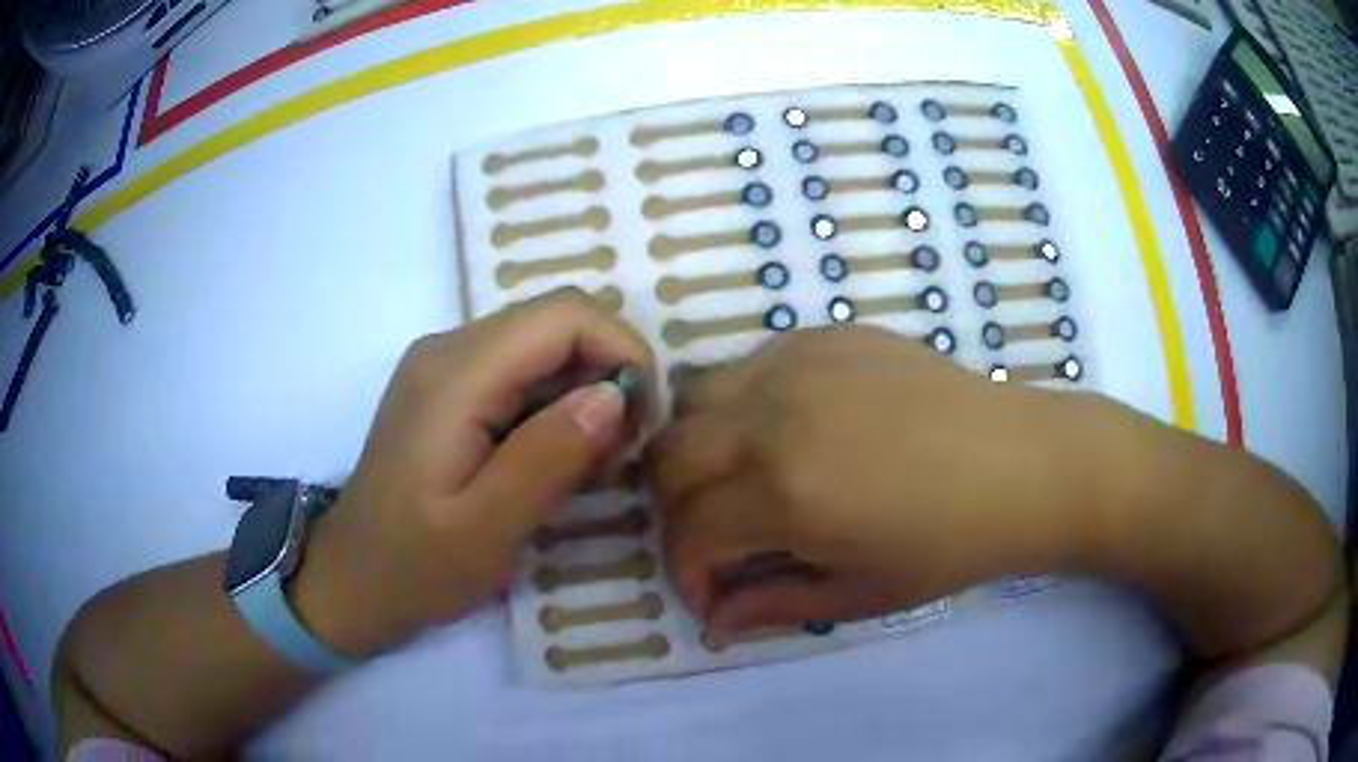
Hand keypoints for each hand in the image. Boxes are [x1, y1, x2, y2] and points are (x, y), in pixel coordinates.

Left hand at [295, 289, 654, 656]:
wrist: (352, 580)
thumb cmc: (415, 566)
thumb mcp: (487, 530)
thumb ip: (549, 457)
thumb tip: (614, 394)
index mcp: (454, 374)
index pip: (564, 315)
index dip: (622, 351)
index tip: (641, 422)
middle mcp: (449, 349)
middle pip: (557, 322)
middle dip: (608, 374)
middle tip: (617, 453)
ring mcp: (445, 366)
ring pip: (544, 346)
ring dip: (584, 394)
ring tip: (587, 467)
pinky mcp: (448, 389)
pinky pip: (521, 372)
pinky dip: (556, 406)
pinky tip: (553, 461)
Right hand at [649, 326, 1087, 635]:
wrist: (1024, 465)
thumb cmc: (950, 546)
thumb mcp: (860, 595)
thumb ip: (773, 607)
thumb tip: (714, 621)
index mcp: (786, 493)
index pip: (688, 531)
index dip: (688, 573)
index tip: (713, 594)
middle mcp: (774, 417)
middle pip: (668, 455)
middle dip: (675, 508)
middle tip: (716, 538)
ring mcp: (799, 364)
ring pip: (696, 399)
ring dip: (699, 449)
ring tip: (741, 481)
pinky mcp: (825, 336)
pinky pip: (750, 365)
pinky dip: (743, 406)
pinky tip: (789, 431)